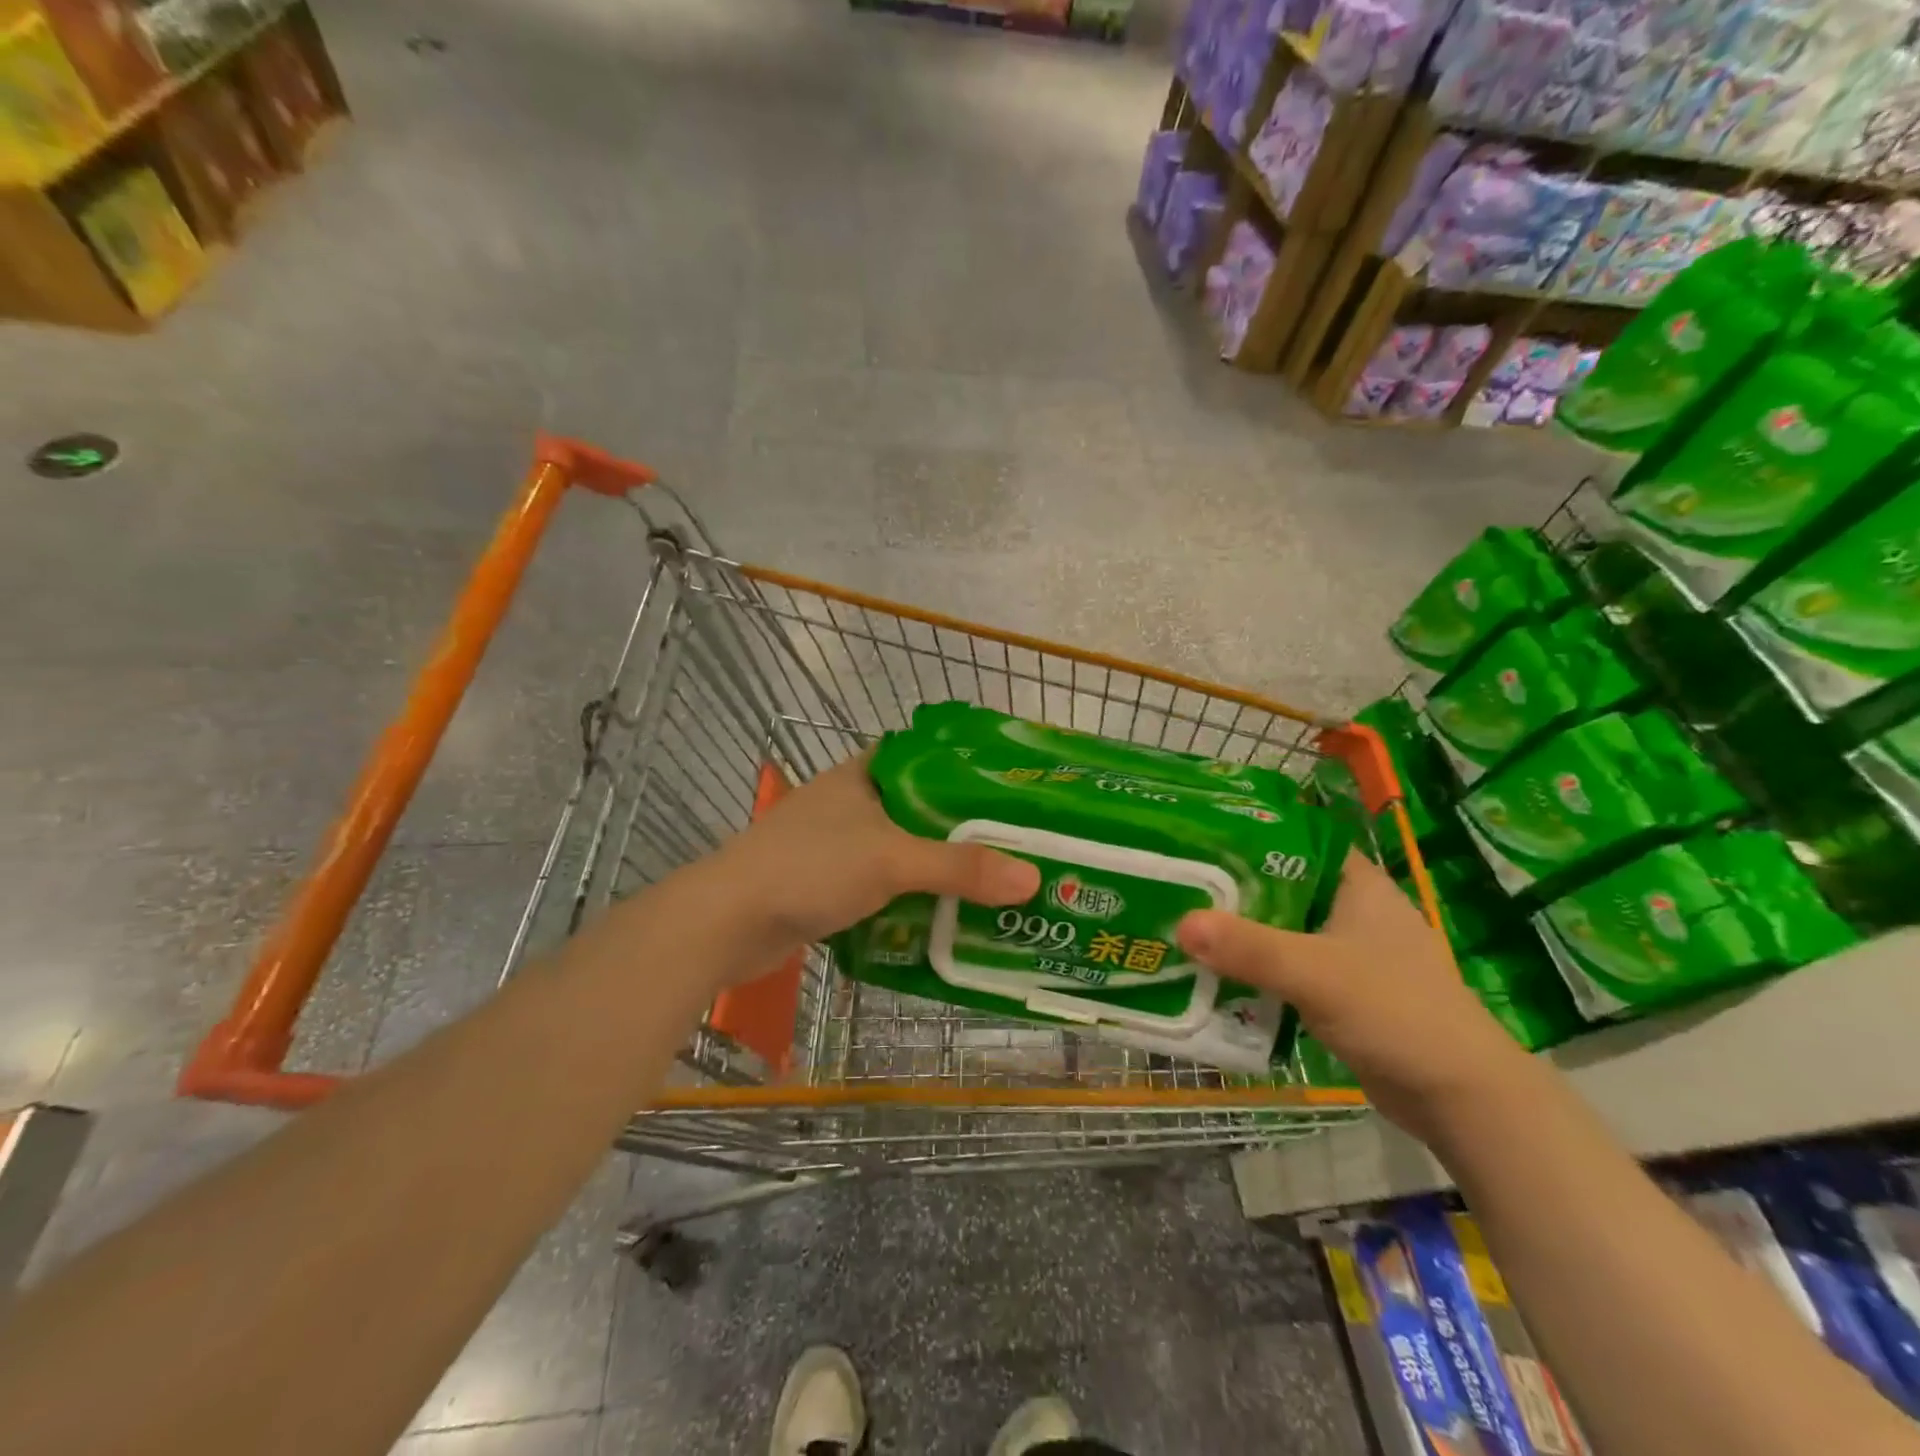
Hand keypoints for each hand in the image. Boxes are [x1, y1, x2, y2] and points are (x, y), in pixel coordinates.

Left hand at [713, 753, 1040, 957]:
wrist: (726, 922)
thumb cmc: (809, 868)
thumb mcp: (891, 860)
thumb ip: (960, 868)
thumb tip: (1032, 880)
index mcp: (864, 774)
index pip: (927, 756)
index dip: (968, 768)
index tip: (1010, 788)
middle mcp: (851, 802)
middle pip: (921, 808)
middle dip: (963, 829)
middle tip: (1016, 844)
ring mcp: (836, 844)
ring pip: (902, 850)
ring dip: (938, 868)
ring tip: (993, 883)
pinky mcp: (827, 884)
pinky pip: (883, 885)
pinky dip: (911, 897)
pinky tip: (945, 916)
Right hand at [1176, 851, 1530, 1139]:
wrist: (1463, 1099)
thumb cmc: (1397, 1012)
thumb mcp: (1316, 973)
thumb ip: (1249, 948)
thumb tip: (1180, 923)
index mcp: (1357, 884)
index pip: (1294, 840)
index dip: (1246, 835)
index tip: (1196, 837)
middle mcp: (1352, 910)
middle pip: (1280, 886)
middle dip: (1231, 890)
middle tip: (1176, 885)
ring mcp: (1350, 952)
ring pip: (1281, 929)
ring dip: (1241, 933)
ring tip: (1183, 925)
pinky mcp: (1344, 991)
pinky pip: (1288, 968)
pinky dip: (1257, 969)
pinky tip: (1216, 974)